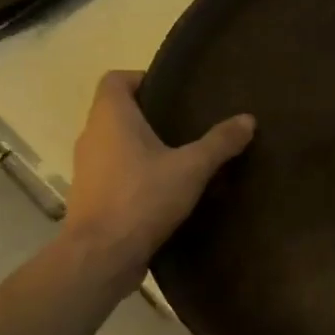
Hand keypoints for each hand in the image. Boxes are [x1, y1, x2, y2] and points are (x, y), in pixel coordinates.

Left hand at [63, 70, 254, 257]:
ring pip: (115, 143)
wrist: (101, 256)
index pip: (115, 79)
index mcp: (111, 117)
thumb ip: (219, 142)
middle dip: (149, 114)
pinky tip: (164, 188)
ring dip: (142, 145)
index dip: (141, 78)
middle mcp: (91, 135)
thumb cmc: (142, 198)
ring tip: (179, 156)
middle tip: (186, 123)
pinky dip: (134, 172)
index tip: (172, 92)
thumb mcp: (191, 168)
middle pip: (117, 111)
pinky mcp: (90, 196)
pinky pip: (114, 171)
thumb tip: (248, 119)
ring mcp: (86, 167)